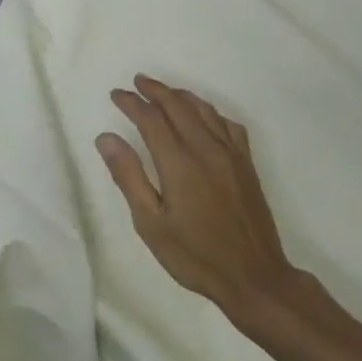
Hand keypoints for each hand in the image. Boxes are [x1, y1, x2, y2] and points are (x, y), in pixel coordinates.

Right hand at [97, 75, 301, 313]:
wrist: (255, 278)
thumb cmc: (195, 255)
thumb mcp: (151, 223)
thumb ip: (129, 176)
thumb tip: (106, 138)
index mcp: (179, 163)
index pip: (151, 119)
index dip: (132, 103)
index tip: (116, 95)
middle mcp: (206, 149)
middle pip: (178, 106)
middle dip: (155, 91)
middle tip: (137, 82)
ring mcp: (231, 154)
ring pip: (204, 110)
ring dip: (181, 96)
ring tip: (164, 91)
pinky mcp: (247, 164)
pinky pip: (227, 124)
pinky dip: (210, 111)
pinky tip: (204, 116)